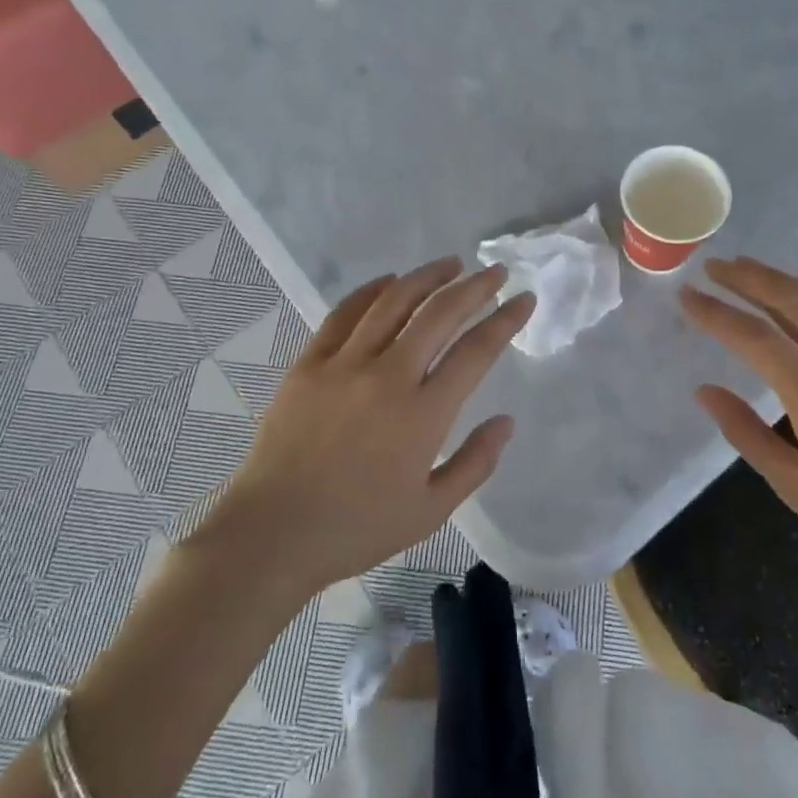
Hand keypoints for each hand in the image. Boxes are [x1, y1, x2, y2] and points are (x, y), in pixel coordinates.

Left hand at [201, 258, 533, 596]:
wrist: (273, 532)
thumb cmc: (357, 528)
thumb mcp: (430, 510)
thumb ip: (475, 463)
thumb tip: (506, 421)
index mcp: (423, 415)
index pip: (476, 352)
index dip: (505, 320)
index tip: (524, 299)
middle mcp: (387, 377)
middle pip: (439, 315)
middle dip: (474, 288)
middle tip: (495, 272)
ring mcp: (343, 365)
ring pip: (393, 303)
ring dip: (426, 278)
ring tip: (450, 265)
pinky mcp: (309, 364)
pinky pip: (344, 314)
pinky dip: (371, 291)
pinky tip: (389, 282)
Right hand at [682, 256, 797, 613]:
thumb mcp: (794, 486)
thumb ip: (744, 431)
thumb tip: (704, 390)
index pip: (757, 339)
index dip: (717, 313)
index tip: (686, 296)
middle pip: (795, 304)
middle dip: (750, 279)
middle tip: (714, 266)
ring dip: (784, 282)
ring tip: (749, 271)